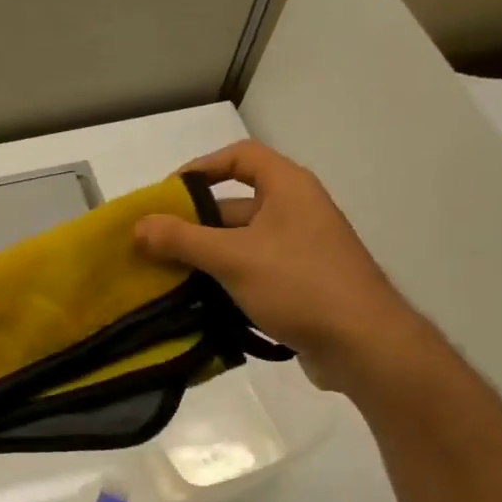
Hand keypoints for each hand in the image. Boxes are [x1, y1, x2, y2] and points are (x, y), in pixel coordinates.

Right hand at [133, 140, 431, 392]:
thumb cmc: (299, 284)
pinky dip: (224, 282)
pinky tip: (196, 303)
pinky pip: (252, 273)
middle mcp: (296, 212)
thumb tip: (138, 226)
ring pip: (239, 244)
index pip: (240, 157)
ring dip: (204, 258)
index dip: (202, 168)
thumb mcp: (233, 257)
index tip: (167, 193)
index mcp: (288, 188)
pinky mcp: (299, 285)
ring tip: (164, 277)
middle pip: (233, 206)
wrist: (363, 344)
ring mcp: (299, 250)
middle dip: (193, 224)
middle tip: (153, 245)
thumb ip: (182, 240)